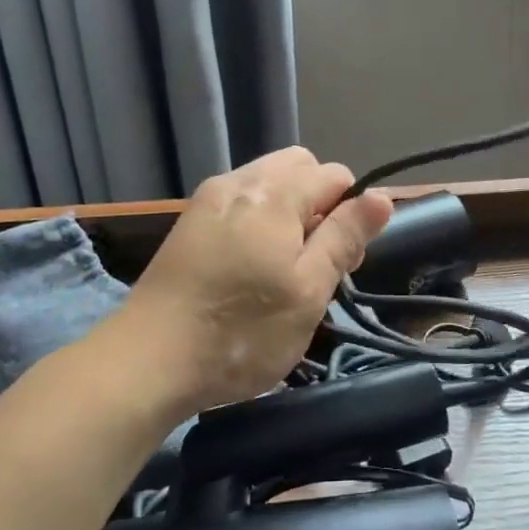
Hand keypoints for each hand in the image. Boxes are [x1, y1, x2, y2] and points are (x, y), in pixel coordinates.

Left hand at [121, 148, 392, 412]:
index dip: (350, 213)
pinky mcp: (190, 220)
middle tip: (314, 262)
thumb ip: (344, 237)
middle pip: (299, 168)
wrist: (146, 361)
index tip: (340, 262)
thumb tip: (381, 195)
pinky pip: (241, 200)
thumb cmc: (240, 332)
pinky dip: (259, 220)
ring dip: (289, 212)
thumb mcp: (308, 291)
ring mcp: (209, 197)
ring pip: (269, 183)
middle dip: (319, 204)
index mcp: (273, 193)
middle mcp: (239, 181)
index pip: (334, 175)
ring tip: (281, 268)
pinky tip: (248, 266)